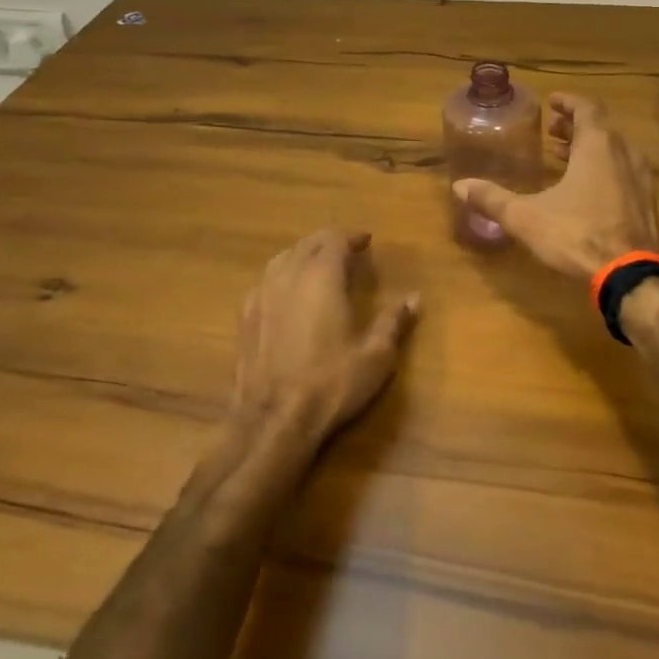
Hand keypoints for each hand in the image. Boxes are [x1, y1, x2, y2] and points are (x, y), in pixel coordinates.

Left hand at [229, 229, 419, 449]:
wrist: (272, 422)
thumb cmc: (330, 384)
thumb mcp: (375, 356)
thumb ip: (394, 322)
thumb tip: (415, 298)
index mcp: (321, 277)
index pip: (334, 239)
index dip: (351, 237)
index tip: (366, 241)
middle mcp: (288, 277)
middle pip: (307, 244)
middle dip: (328, 242)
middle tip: (347, 252)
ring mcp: (261, 296)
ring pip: (282, 259)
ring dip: (302, 256)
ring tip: (318, 267)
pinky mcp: (244, 319)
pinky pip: (264, 282)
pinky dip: (281, 277)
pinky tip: (286, 295)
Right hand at [452, 94, 658, 279]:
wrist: (630, 276)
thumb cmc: (577, 235)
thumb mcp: (526, 217)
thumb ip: (493, 199)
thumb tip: (460, 185)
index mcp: (598, 146)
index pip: (587, 108)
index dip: (569, 102)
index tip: (552, 101)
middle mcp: (624, 154)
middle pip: (601, 127)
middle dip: (575, 125)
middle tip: (553, 130)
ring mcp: (640, 178)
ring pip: (614, 150)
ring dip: (590, 147)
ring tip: (564, 155)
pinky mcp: (647, 203)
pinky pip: (624, 171)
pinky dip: (604, 168)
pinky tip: (587, 188)